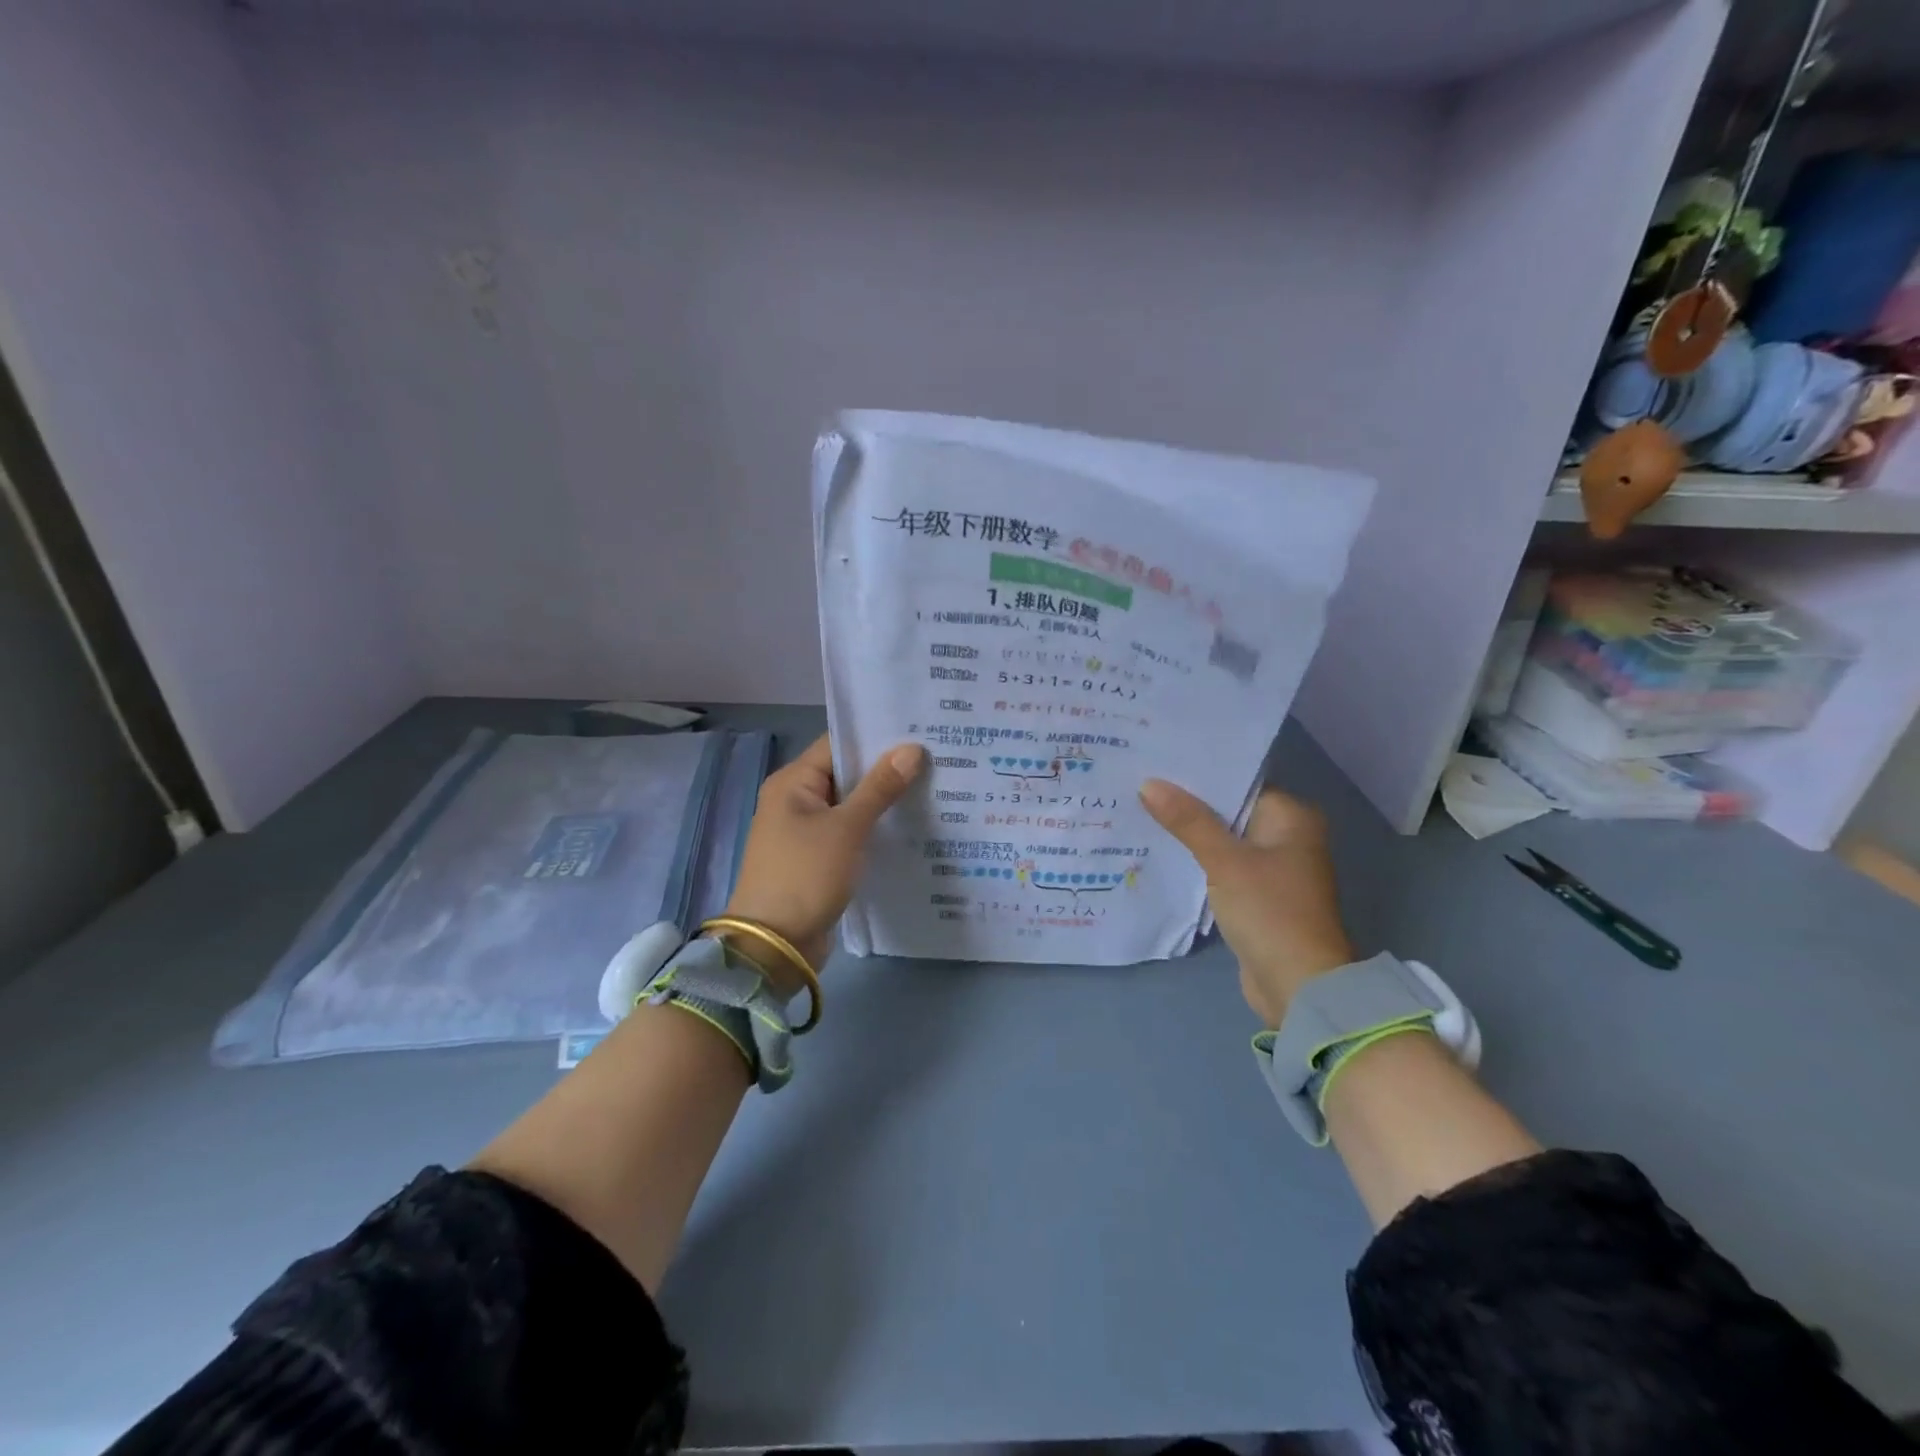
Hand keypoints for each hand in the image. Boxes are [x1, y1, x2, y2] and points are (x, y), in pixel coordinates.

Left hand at [725, 734, 926, 979]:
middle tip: (934, 760)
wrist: (775, 945)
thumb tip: (911, 749)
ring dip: (883, 801)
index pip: (837, 745)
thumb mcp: (846, 828)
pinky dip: (874, 829)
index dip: (876, 738)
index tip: (918, 733)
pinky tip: (909, 827)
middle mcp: (795, 801)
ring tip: (932, 789)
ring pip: (850, 806)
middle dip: (886, 770)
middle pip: (845, 774)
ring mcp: (805, 832)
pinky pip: (849, 833)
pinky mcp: (817, 859)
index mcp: (793, 782)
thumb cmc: (806, 875)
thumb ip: (879, 787)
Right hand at [1140, 781, 1354, 1027]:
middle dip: (1187, 803)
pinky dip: (1198, 860)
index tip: (1157, 763)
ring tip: (1140, 811)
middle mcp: (1287, 836)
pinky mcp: (1258, 895)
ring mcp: (1273, 868)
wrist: (1298, 985)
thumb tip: (1149, 783)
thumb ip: (1188, 821)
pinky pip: (1222, 865)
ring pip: (1223, 839)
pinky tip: (1160, 849)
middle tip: (1140, 784)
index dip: (1198, 775)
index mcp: (1292, 817)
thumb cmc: (1269, 911)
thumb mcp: (1225, 861)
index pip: (1239, 782)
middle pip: (1229, 811)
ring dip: (1189, 833)